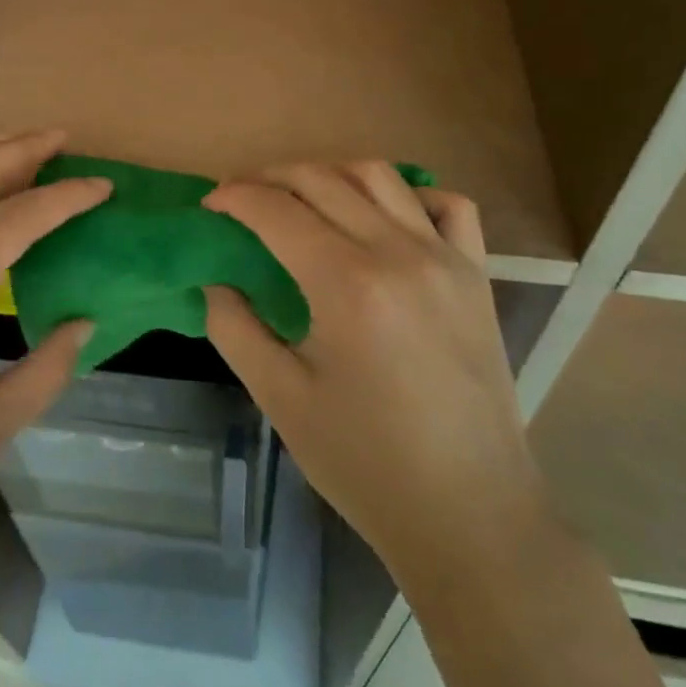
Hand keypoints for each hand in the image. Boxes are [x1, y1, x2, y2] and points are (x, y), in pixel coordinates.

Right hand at [202, 164, 544, 579]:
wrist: (470, 513)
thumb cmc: (365, 463)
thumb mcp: (280, 398)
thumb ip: (234, 327)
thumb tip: (214, 279)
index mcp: (346, 284)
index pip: (276, 210)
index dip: (234, 197)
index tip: (209, 205)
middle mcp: (398, 252)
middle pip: (321, 179)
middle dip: (270, 177)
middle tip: (240, 198)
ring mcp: (445, 258)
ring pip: (378, 176)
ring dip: (328, 173)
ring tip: (299, 197)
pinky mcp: (476, 274)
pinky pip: (446, 205)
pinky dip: (408, 194)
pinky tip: (383, 217)